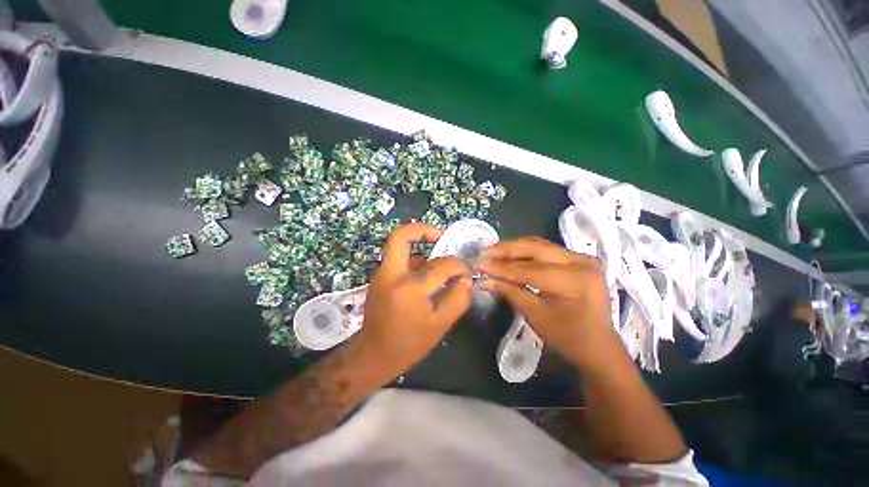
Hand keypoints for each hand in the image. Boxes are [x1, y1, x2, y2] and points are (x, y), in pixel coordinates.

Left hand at [356, 222, 472, 377]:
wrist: (373, 354)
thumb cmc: (409, 344)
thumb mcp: (440, 325)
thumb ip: (458, 299)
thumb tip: (466, 279)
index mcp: (409, 288)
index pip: (441, 265)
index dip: (459, 265)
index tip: (467, 271)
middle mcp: (391, 274)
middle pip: (400, 235)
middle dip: (422, 230)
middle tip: (442, 236)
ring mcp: (382, 274)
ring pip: (398, 246)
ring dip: (419, 246)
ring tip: (439, 256)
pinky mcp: (380, 277)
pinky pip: (398, 258)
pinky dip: (414, 259)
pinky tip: (427, 273)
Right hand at [478, 237, 618, 367]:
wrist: (597, 345)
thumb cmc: (567, 336)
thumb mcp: (536, 316)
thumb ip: (510, 292)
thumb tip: (484, 279)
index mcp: (575, 280)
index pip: (531, 269)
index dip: (503, 268)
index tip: (480, 265)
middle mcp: (581, 262)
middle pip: (536, 248)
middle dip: (507, 250)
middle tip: (485, 253)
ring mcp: (581, 258)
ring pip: (540, 245)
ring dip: (515, 249)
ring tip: (493, 253)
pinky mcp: (577, 259)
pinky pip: (546, 250)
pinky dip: (525, 252)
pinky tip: (510, 256)